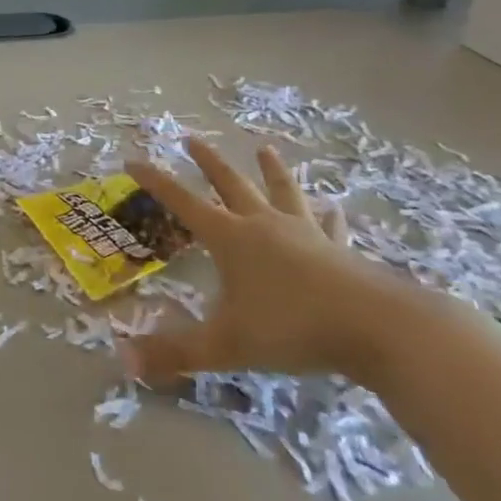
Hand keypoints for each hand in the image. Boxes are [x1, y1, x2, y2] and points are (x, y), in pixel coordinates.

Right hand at [120, 140, 398, 384]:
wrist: (377, 328)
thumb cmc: (293, 328)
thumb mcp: (227, 345)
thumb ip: (176, 353)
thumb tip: (123, 362)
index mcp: (231, 239)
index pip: (183, 202)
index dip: (156, 182)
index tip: (133, 160)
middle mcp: (263, 226)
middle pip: (231, 184)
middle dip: (208, 162)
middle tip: (192, 138)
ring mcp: (305, 234)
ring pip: (282, 192)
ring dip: (270, 170)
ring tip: (264, 149)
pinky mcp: (339, 250)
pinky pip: (329, 225)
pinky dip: (327, 215)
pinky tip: (335, 208)